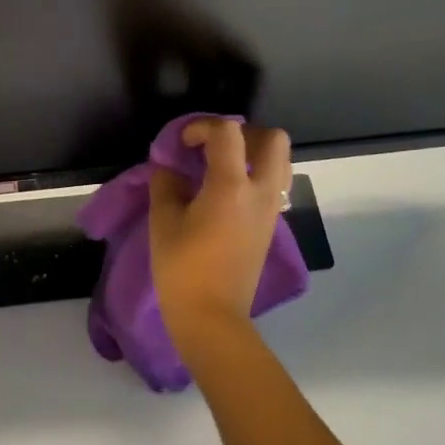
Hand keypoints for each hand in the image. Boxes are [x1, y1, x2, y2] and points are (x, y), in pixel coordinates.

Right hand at [148, 120, 292, 355]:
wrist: (212, 318)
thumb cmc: (183, 269)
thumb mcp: (163, 222)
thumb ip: (166, 185)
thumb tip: (170, 169)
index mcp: (231, 186)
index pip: (229, 131)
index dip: (203, 126)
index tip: (183, 143)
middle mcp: (260, 192)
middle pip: (274, 139)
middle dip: (245, 131)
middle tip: (216, 146)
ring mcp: (270, 210)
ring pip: (280, 162)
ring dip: (255, 153)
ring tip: (224, 166)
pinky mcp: (270, 226)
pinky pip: (273, 185)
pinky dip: (255, 176)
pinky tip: (226, 192)